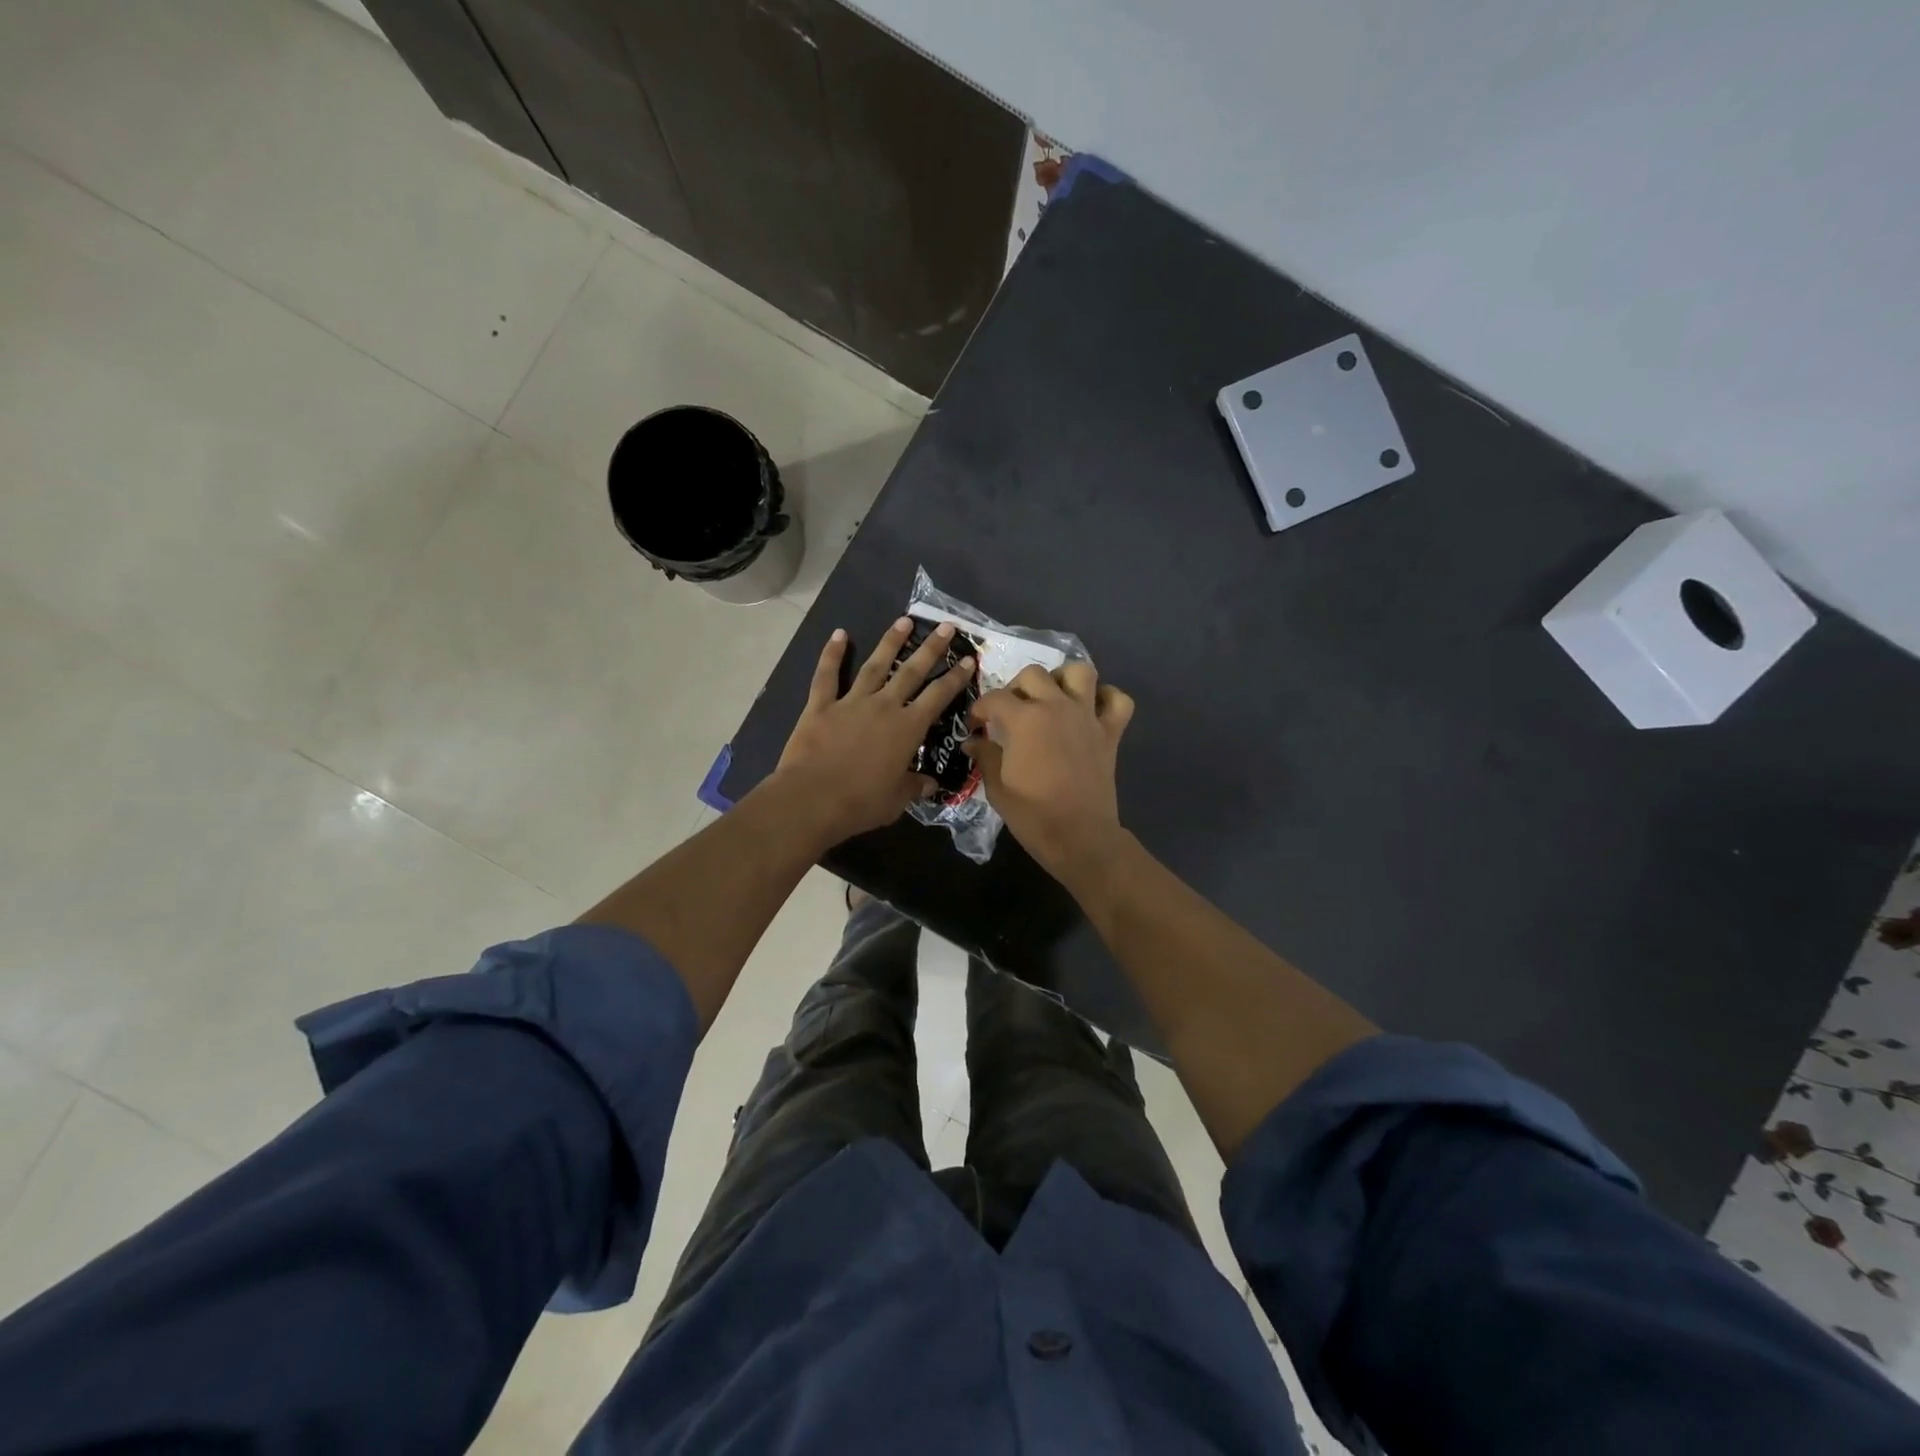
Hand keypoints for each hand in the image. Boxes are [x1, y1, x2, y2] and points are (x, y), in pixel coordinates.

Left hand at [774, 618, 974, 845]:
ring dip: (890, 642)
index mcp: (907, 729)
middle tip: (946, 626)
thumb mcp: (896, 800)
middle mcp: (884, 707)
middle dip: (931, 648)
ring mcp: (851, 702)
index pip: (938, 697)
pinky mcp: (821, 706)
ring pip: (875, 666)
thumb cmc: (860, 803)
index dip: (955, 678)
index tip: (968, 660)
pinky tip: (839, 634)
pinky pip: (827, 675)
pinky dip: (832, 654)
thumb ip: (915, 787)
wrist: (812, 799)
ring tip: (904, 620)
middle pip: (912, 671)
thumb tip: (931, 784)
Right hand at [964, 662, 1133, 882]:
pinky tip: (1091, 709)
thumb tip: (973, 742)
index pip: (994, 699)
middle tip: (1011, 711)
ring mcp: (1087, 717)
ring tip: (1052, 698)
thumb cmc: (1033, 815)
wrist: (1080, 837)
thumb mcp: (997, 788)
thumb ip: (985, 756)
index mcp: (1024, 719)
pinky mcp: (1110, 732)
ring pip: (1079, 672)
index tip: (975, 725)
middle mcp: (1056, 706)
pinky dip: (1107, 698)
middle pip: (1033, 674)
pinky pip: (1118, 700)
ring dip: (1063, 679)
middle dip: (1016, 688)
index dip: (979, 709)